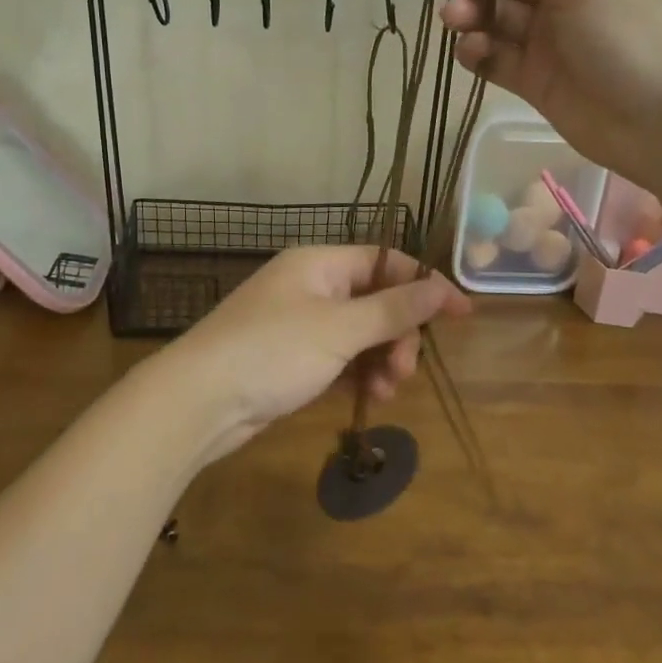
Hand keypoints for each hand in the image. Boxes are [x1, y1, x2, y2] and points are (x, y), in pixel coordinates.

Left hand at [159, 245, 470, 461]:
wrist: (199, 400)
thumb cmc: (273, 351)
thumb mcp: (340, 329)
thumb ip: (393, 309)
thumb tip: (442, 287)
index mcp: (319, 263)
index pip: (386, 262)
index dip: (425, 285)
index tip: (462, 315)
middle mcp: (310, 286)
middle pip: (374, 300)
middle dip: (398, 333)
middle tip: (405, 370)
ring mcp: (298, 323)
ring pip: (358, 333)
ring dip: (380, 358)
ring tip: (387, 390)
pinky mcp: (289, 358)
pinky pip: (338, 357)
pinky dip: (356, 373)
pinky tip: (368, 397)